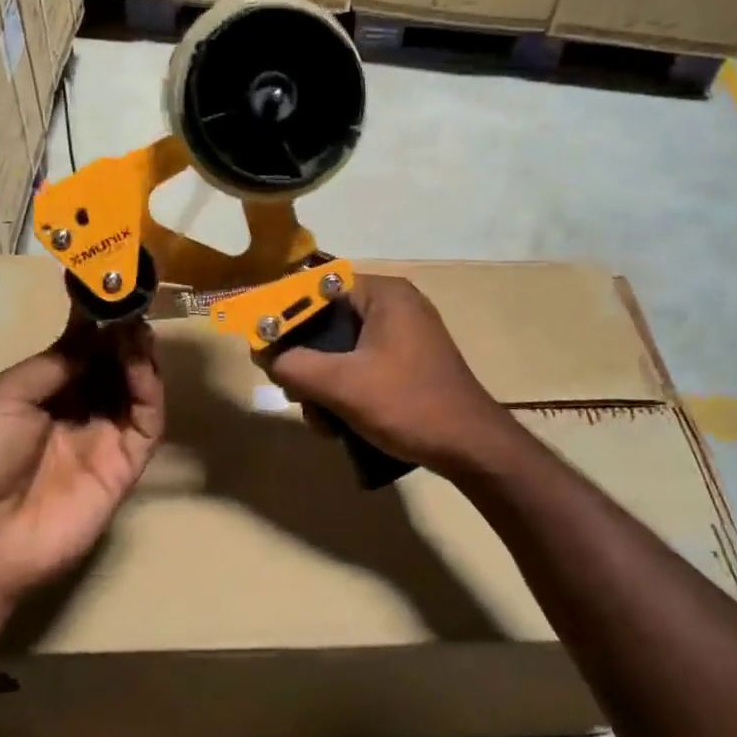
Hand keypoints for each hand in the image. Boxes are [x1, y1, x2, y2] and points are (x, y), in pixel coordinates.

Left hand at [0, 317, 164, 604]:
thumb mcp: (7, 394)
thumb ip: (57, 362)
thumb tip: (96, 330)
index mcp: (47, 395)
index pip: (84, 353)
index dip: (100, 326)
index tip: (114, 293)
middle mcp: (80, 412)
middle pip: (115, 369)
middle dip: (125, 338)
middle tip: (135, 309)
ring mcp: (106, 440)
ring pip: (137, 392)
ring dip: (141, 359)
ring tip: (140, 331)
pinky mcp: (127, 465)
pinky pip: (147, 424)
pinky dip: (150, 392)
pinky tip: (142, 366)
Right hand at [263, 276, 510, 473]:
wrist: (470, 448)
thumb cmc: (407, 404)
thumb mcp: (342, 385)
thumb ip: (295, 365)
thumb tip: (266, 356)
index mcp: (384, 294)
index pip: (318, 288)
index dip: (286, 316)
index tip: (266, 348)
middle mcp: (395, 306)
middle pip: (328, 323)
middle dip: (306, 362)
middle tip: (295, 394)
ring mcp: (404, 337)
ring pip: (342, 351)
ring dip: (323, 386)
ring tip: (322, 421)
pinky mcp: (408, 365)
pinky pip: (362, 367)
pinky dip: (345, 392)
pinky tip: (339, 425)